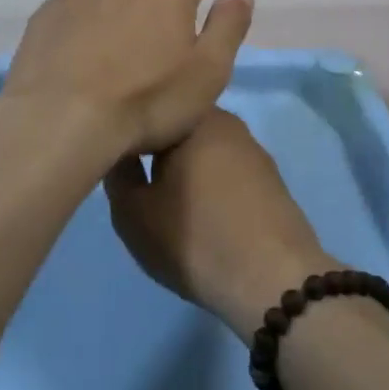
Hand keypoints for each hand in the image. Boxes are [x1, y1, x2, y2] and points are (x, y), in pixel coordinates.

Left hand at [0, 0, 254, 158]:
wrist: (58, 121)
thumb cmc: (147, 102)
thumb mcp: (208, 73)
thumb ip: (229, 25)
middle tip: (177, 5)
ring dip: (129, 2)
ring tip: (131, 28)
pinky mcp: (48, 14)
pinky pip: (80, 7)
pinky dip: (92, 18)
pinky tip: (88, 43)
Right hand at [106, 109, 334, 343]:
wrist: (272, 278)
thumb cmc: (194, 238)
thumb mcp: (133, 213)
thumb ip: (118, 174)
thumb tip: (120, 151)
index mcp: (194, 118)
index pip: (151, 111)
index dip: (129, 134)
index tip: (115, 159)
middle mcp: (228, 123)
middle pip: (180, 130)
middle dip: (159, 152)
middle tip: (140, 185)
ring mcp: (254, 150)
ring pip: (205, 151)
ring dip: (187, 170)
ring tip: (170, 203)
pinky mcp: (271, 179)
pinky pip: (228, 172)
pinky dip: (212, 186)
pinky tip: (204, 214)